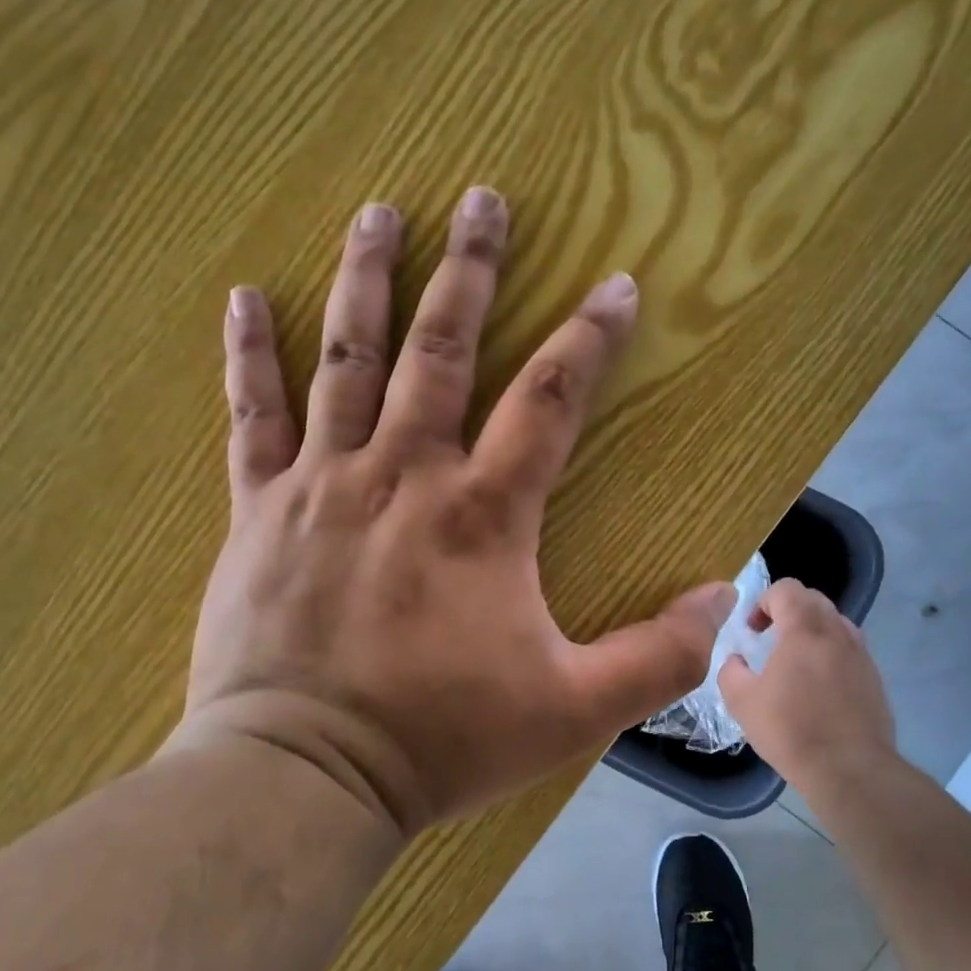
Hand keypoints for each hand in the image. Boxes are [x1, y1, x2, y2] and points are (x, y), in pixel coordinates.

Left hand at [174, 186, 735, 834]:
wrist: (305, 773)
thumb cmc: (442, 739)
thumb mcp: (572, 711)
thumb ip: (658, 656)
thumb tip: (726, 599)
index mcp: (482, 515)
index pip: (551, 400)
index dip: (590, 338)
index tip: (616, 285)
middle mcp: (404, 475)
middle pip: (443, 350)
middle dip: (471, 271)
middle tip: (483, 197)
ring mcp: (323, 484)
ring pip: (348, 359)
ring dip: (368, 279)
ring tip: (379, 211)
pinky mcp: (260, 509)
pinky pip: (251, 415)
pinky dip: (249, 353)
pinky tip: (245, 295)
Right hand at [719, 579, 897, 792]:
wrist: (850, 769)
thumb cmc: (791, 730)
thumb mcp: (742, 702)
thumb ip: (731, 672)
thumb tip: (736, 661)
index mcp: (804, 630)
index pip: (787, 589)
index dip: (764, 601)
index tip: (753, 630)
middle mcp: (837, 633)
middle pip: (813, 599)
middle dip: (787, 611)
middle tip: (770, 639)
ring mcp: (861, 654)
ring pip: (835, 623)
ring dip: (811, 631)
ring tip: (795, 662)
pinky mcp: (874, 677)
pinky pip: (849, 649)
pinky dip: (830, 653)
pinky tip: (819, 687)